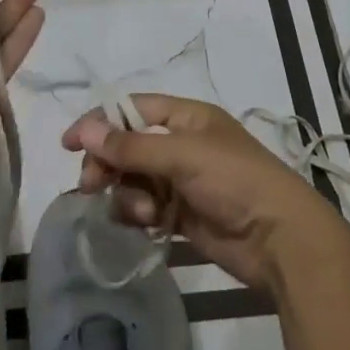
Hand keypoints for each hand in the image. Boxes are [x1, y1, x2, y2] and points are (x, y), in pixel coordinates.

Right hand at [62, 93, 349, 295]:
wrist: (280, 239)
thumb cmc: (234, 180)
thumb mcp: (182, 156)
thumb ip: (130, 147)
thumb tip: (83, 130)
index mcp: (187, 117)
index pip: (132, 109)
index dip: (100, 122)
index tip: (68, 144)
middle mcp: (181, 144)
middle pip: (127, 147)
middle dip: (108, 165)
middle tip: (91, 186)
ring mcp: (181, 181)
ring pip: (133, 180)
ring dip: (128, 195)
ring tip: (144, 213)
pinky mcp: (182, 215)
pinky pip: (145, 208)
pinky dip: (139, 215)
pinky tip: (147, 225)